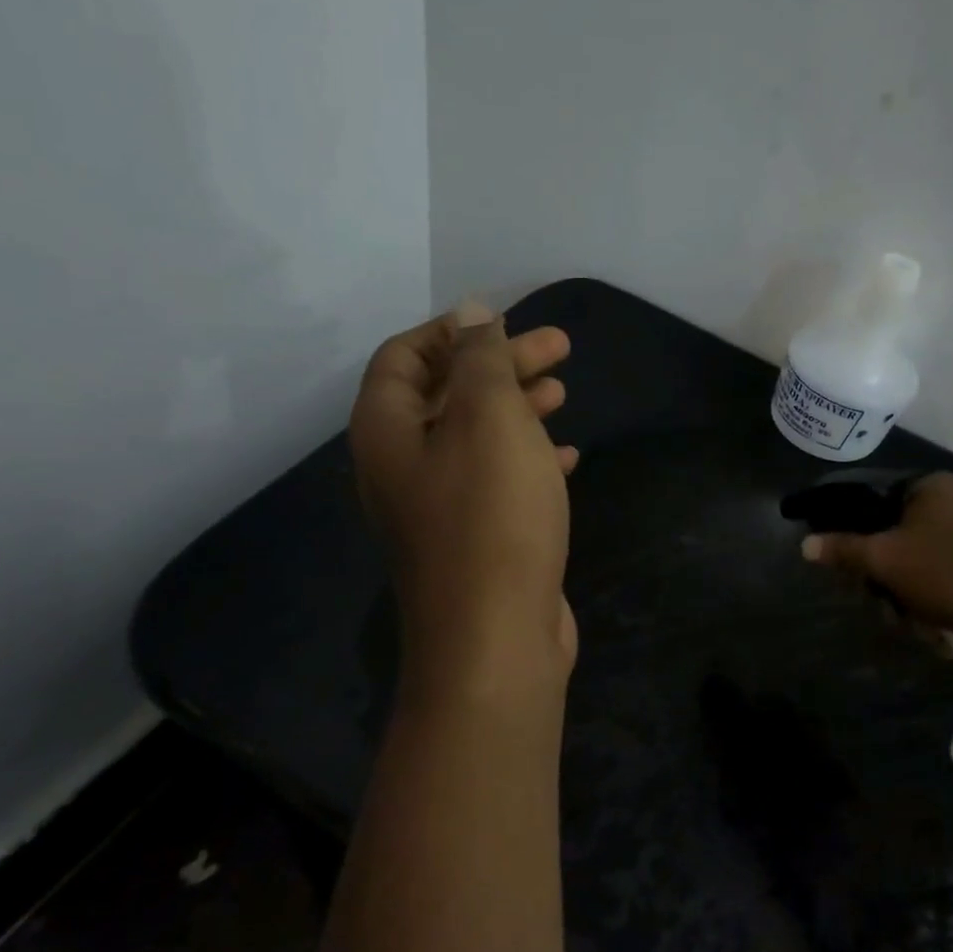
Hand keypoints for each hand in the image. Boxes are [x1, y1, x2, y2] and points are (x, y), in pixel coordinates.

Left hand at [350, 301, 577, 689]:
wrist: (496, 640)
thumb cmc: (491, 516)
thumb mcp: (489, 420)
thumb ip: (479, 360)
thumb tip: (471, 312)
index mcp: (387, 431)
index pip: (403, 356)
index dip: (451, 330)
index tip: (504, 321)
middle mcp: (401, 466)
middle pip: (445, 393)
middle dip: (499, 364)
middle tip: (558, 348)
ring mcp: (437, 507)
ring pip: (474, 437)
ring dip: (516, 407)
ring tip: (562, 391)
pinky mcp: (474, 538)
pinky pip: (496, 480)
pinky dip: (527, 458)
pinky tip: (566, 455)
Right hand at [800, 473, 952, 637]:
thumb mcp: (892, 562)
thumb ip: (846, 552)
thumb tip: (805, 543)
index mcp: (925, 488)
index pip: (870, 510)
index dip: (858, 548)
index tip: (860, 583)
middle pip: (901, 540)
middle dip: (893, 584)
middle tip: (897, 617)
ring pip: (932, 562)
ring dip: (922, 599)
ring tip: (932, 633)